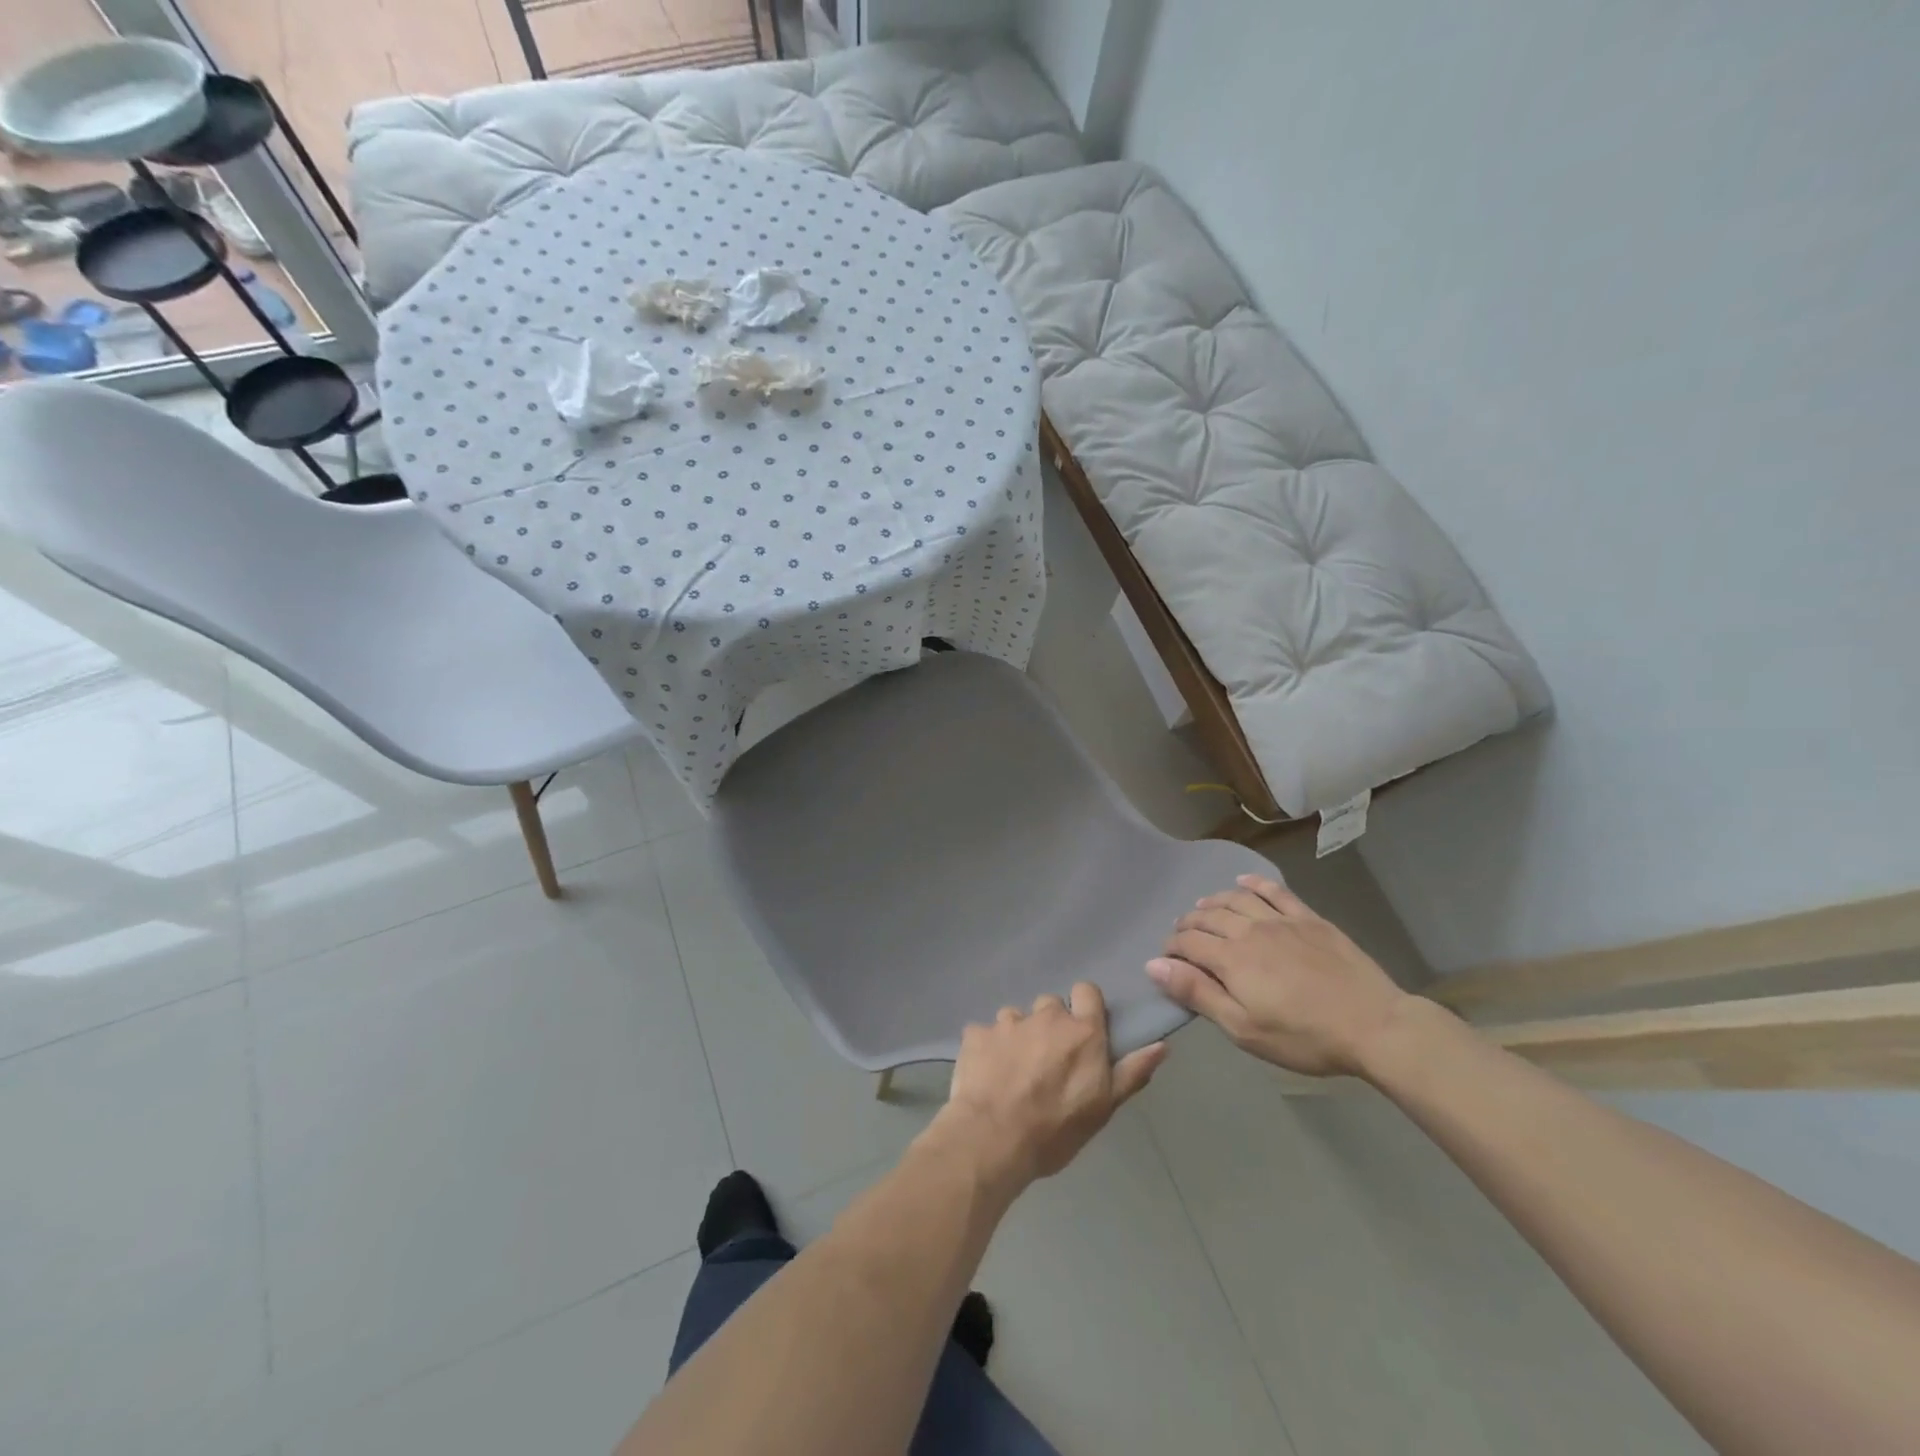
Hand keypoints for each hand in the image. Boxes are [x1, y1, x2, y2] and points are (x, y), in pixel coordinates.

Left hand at [930, 983, 1167, 1189]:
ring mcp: (1008, 1022)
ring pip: (1016, 1017)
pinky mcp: (976, 1033)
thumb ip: (1132, 1072)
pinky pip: (984, 1033)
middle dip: (1050, 1026)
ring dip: (1018, 1036)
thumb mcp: (1103, 1108)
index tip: (1082, 1032)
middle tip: (1047, 1061)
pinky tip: (985, 1074)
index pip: (1087, 991)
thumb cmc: (1055, 1130)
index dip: (1085, 1007)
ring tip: (1013, 1070)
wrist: (992, 1139)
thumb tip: (1161, 1045)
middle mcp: (1046, 1017)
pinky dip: (987, 1048)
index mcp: (1081, 1032)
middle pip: (1051, 1006)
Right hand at [1147, 875, 1409, 1075]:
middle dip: (1188, 923)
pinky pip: (1275, 891)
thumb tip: (1154, 965)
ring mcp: (1282, 920)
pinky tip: (1243, 883)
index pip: (1188, 942)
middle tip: (1181, 935)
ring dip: (1213, 901)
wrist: (1374, 1026)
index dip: (1171, 947)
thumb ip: (1197, 993)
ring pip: (1236, 899)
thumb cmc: (1304, 1036)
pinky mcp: (1309, 919)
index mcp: (1231, 958)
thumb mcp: (1243, 1028)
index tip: (1166, 959)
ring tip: (1204, 907)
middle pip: (1208, 916)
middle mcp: (1250, 929)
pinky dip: (1254, 884)